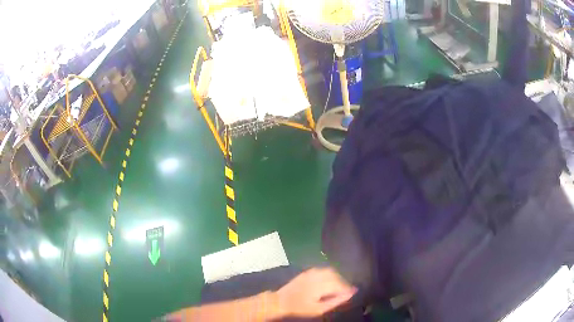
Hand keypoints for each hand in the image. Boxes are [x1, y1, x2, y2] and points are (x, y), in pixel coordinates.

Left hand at [274, 267, 356, 318]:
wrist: (280, 301)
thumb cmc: (300, 308)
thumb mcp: (319, 309)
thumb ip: (336, 301)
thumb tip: (350, 294)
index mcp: (322, 284)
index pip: (341, 284)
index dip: (348, 288)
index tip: (352, 293)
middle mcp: (318, 275)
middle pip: (336, 276)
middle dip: (343, 282)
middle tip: (345, 291)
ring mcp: (311, 272)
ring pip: (330, 271)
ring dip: (336, 278)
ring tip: (338, 287)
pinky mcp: (307, 272)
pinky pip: (322, 270)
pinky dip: (328, 274)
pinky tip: (328, 282)